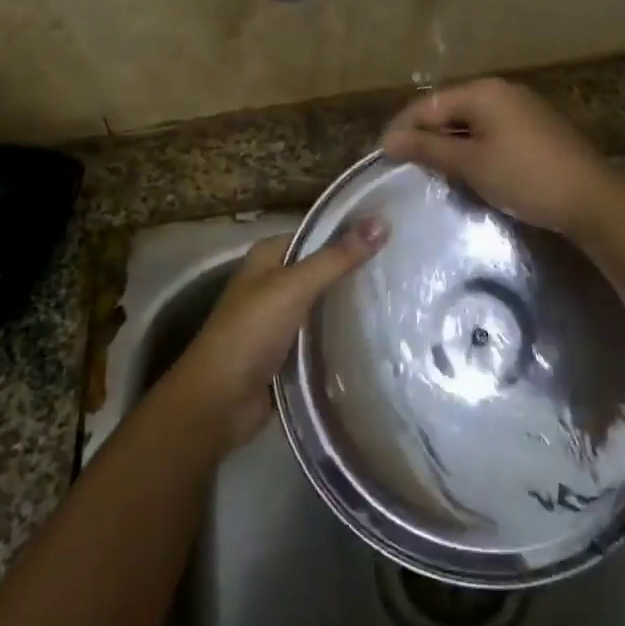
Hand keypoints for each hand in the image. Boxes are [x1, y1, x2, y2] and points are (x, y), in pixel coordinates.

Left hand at [169, 218, 387, 448]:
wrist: (218, 403)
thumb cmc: (250, 333)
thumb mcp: (294, 287)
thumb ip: (336, 257)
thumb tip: (382, 222)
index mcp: (268, 256)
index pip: (317, 234)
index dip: (351, 232)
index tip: (394, 233)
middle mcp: (274, 282)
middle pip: (324, 269)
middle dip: (357, 270)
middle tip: (407, 267)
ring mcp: (282, 319)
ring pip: (326, 304)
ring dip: (354, 304)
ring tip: (404, 297)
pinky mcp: (290, 352)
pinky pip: (324, 335)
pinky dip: (345, 334)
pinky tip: (380, 333)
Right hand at [380, 78, 619, 238]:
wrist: (591, 199)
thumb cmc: (524, 176)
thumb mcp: (471, 164)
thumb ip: (428, 149)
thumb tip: (389, 141)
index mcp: (483, 91)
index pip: (428, 104)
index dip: (402, 128)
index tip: (382, 155)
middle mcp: (501, 91)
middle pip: (450, 109)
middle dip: (425, 135)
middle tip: (404, 165)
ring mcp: (522, 108)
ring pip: (471, 122)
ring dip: (449, 143)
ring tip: (429, 170)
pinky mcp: (535, 128)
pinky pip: (491, 131)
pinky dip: (472, 147)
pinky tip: (466, 169)